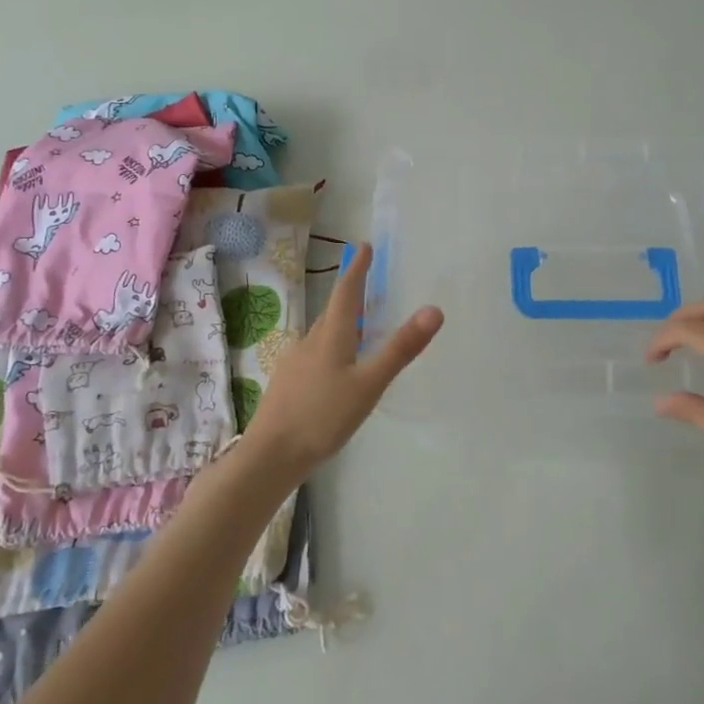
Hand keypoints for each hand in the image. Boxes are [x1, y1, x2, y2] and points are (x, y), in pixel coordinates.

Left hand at [241, 243, 441, 480]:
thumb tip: (434, 309)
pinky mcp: (287, 384)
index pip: (346, 292)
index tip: (363, 248)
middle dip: (349, 296)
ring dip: (340, 324)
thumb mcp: (369, 384)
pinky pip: (313, 355)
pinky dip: (330, 349)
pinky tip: (334, 370)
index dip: (357, 269)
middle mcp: (309, 342)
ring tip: (357, 328)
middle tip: (366, 285)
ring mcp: (294, 363)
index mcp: (331, 336)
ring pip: (321, 335)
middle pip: (332, 312)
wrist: (270, 455)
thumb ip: (400, 349)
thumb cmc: (322, 416)